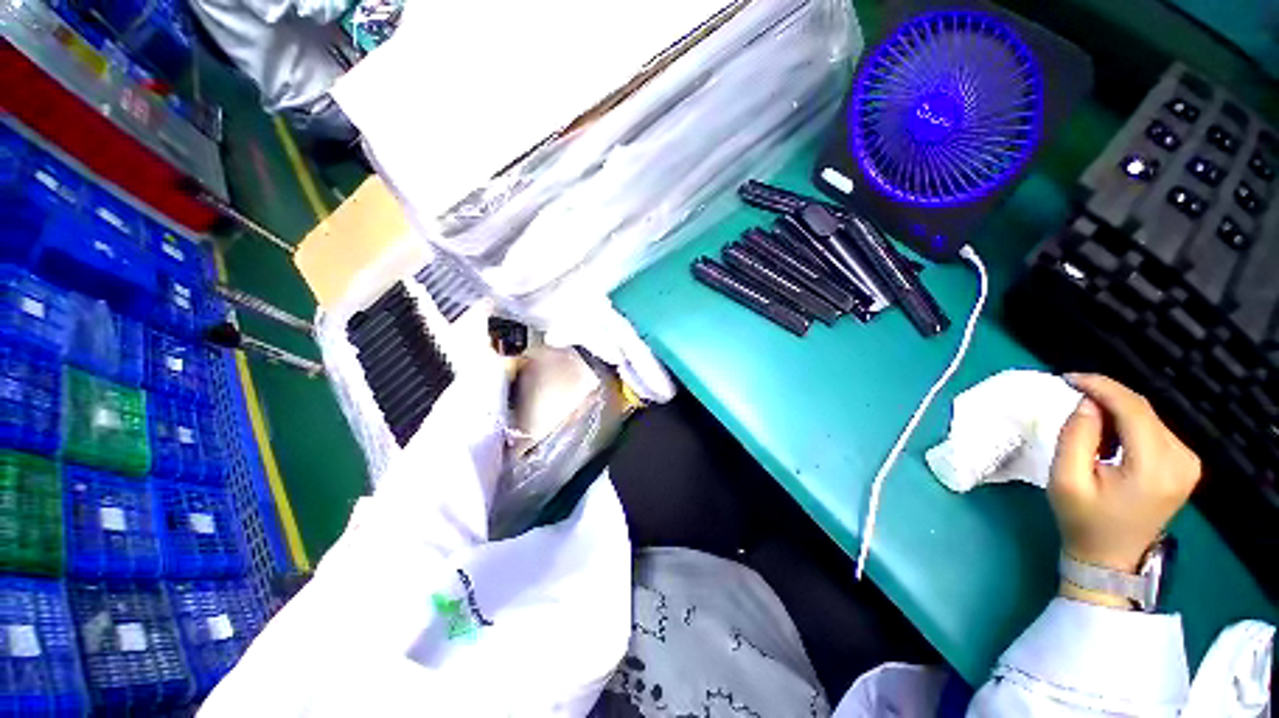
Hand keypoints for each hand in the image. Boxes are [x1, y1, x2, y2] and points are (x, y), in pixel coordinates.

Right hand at [1049, 374, 1200, 579]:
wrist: (1110, 558)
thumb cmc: (1083, 521)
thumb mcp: (1066, 479)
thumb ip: (1077, 436)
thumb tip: (1087, 403)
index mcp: (1155, 467)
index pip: (1134, 409)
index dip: (1101, 386)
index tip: (1069, 378)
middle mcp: (1181, 460)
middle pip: (1143, 411)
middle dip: (1106, 399)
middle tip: (1072, 400)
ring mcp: (1188, 463)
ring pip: (1148, 417)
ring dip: (1115, 413)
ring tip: (1088, 427)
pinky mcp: (1184, 465)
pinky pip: (1154, 430)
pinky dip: (1128, 425)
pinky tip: (1109, 439)